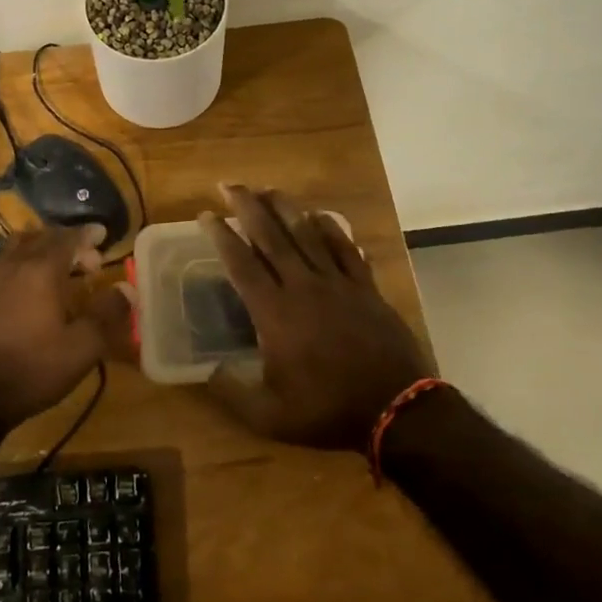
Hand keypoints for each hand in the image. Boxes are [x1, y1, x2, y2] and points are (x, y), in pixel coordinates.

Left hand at [0, 224, 132, 432]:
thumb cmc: (33, 368)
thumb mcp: (82, 347)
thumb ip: (106, 314)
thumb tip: (127, 289)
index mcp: (42, 270)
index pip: (68, 238)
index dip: (87, 234)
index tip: (103, 234)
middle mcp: (16, 266)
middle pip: (43, 238)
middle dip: (69, 242)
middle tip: (90, 260)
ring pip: (20, 248)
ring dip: (43, 249)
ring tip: (62, 267)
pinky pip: (7, 264)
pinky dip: (26, 264)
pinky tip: (34, 289)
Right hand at [200, 185, 429, 450]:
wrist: (396, 409)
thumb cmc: (328, 411)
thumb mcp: (269, 417)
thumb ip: (232, 393)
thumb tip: (208, 372)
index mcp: (274, 313)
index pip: (241, 263)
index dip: (220, 236)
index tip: (205, 214)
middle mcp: (302, 286)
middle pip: (270, 236)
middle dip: (247, 207)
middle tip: (229, 184)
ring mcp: (337, 283)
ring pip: (306, 234)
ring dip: (285, 208)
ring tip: (268, 189)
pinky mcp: (365, 287)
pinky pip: (345, 248)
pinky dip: (331, 228)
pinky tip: (320, 215)